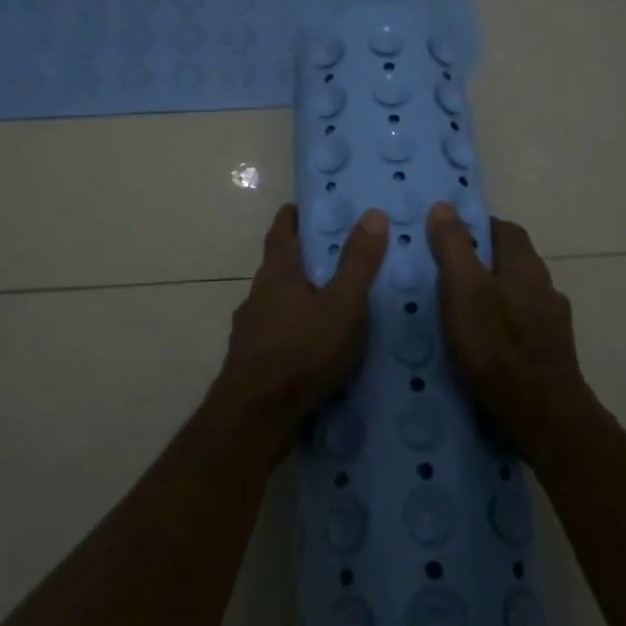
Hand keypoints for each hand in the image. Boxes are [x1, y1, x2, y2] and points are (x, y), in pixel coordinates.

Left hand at [220, 203, 388, 448]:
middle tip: (338, 253)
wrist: (254, 419)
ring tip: (334, 301)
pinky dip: (297, 329)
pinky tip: (317, 346)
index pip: (282, 230)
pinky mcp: (253, 361)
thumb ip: (358, 262)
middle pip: (280, 265)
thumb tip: (373, 214)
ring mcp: (252, 330)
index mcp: (277, 273)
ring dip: (301, 296)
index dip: (294, 215)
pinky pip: (279, 333)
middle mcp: (258, 295)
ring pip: (279, 302)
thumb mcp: (343, 306)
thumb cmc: (301, 353)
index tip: (311, 206)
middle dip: (305, 256)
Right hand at [426, 202, 591, 460]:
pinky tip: (483, 344)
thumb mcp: (464, 290)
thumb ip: (453, 247)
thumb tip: (444, 206)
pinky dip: (501, 325)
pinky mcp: (551, 354)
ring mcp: (552, 323)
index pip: (504, 229)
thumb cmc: (498, 347)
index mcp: (526, 266)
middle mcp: (545, 287)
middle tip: (445, 274)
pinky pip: (522, 326)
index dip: (476, 227)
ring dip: (492, 295)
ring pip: (518, 295)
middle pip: (512, 261)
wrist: (544, 417)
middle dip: (481, 261)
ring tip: (459, 311)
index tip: (447, 235)